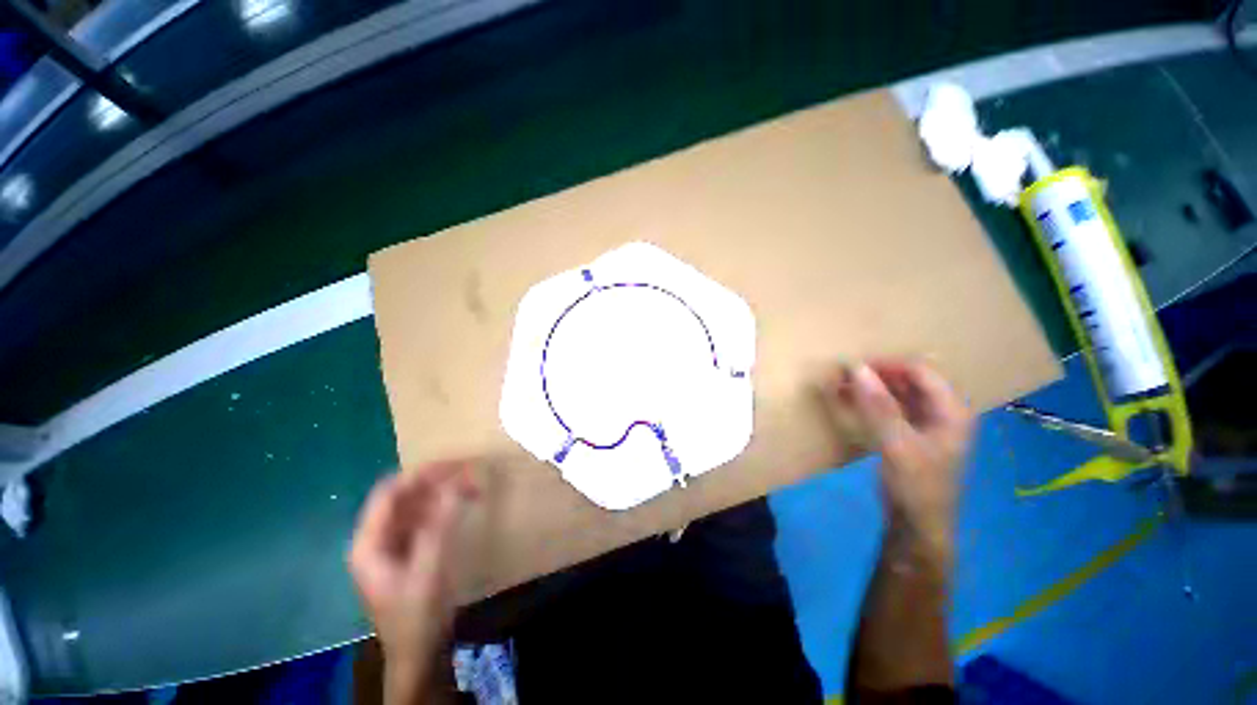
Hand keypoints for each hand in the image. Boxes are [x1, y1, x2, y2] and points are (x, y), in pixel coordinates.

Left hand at [349, 462, 477, 702]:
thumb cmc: (416, 615)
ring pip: (417, 504)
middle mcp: (377, 538)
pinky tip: (464, 501)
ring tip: (471, 484)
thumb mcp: (429, 570)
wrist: (419, 652)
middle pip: (403, 496)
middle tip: (467, 470)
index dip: (418, 475)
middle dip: (435, 481)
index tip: (451, 465)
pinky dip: (445, 505)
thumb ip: (440, 525)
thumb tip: (455, 484)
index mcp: (369, 544)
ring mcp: (393, 543)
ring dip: (443, 491)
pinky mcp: (409, 548)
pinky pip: (426, 517)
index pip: (388, 495)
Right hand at [823, 360, 972, 557]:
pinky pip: (890, 405)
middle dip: (876, 374)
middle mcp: (943, 410)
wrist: (916, 524)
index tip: (852, 367)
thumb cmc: (916, 485)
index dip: (886, 365)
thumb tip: (856, 368)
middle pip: (909, 378)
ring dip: (870, 385)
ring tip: (841, 384)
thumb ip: (878, 406)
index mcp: (952, 410)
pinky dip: (870, 400)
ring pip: (898, 391)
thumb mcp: (897, 445)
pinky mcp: (910, 431)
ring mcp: (927, 421)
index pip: (920, 371)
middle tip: (843, 375)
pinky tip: (849, 399)